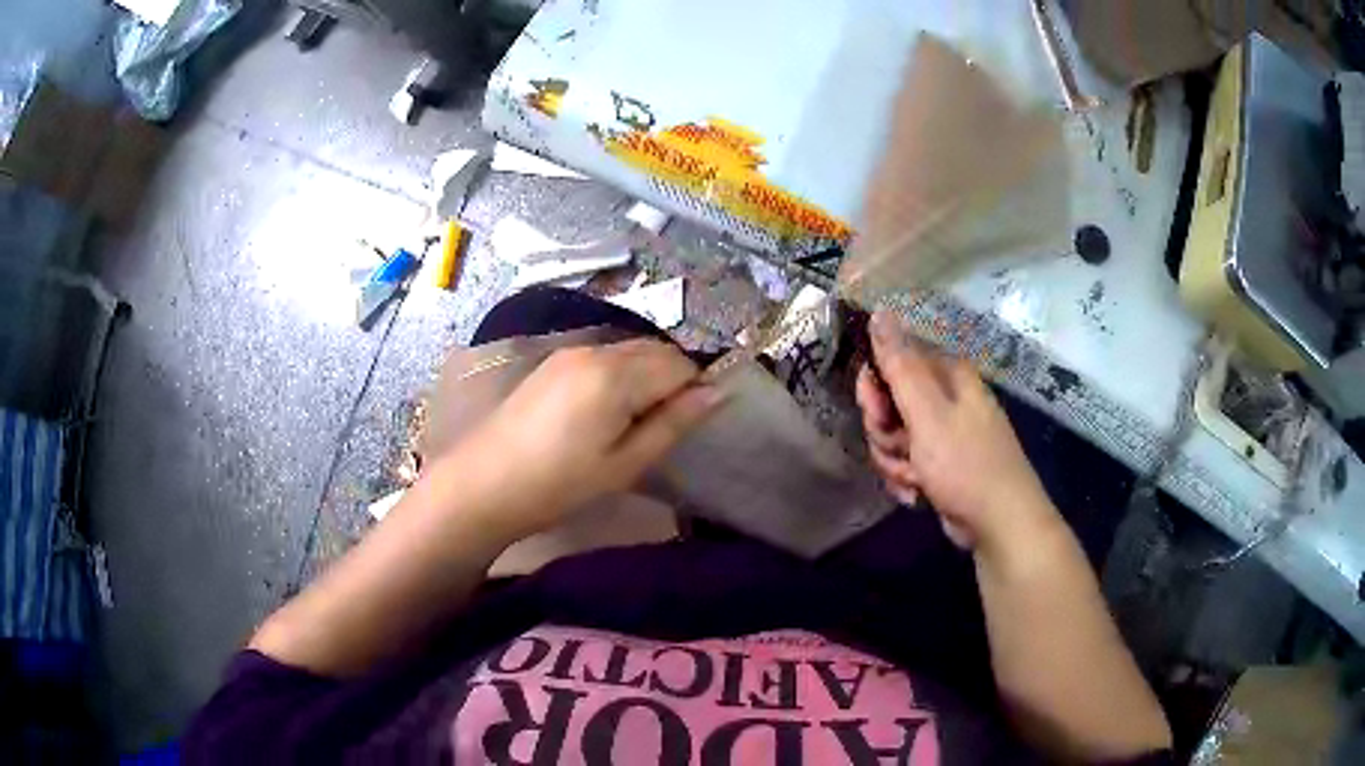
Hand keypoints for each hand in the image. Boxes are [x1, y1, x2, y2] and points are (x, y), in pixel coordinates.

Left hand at [464, 339, 722, 539]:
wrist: (484, 483)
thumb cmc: (559, 484)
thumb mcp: (624, 464)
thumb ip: (672, 424)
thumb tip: (716, 393)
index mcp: (615, 375)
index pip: (679, 364)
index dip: (693, 391)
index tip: (683, 426)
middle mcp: (594, 349)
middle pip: (656, 350)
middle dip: (671, 380)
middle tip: (659, 428)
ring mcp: (569, 351)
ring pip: (630, 350)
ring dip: (645, 376)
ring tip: (630, 424)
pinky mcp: (552, 361)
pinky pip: (604, 355)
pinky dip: (619, 374)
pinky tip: (603, 411)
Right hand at [855, 310, 1055, 551]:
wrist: (998, 521)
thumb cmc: (965, 463)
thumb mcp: (928, 413)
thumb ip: (900, 365)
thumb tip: (879, 310)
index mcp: (947, 375)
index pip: (892, 361)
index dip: (875, 388)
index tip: (876, 413)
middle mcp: (946, 397)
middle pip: (889, 403)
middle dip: (885, 432)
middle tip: (898, 448)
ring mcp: (944, 432)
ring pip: (894, 437)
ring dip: (894, 461)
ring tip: (914, 478)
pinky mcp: (941, 462)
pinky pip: (906, 461)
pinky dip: (905, 478)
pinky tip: (917, 493)